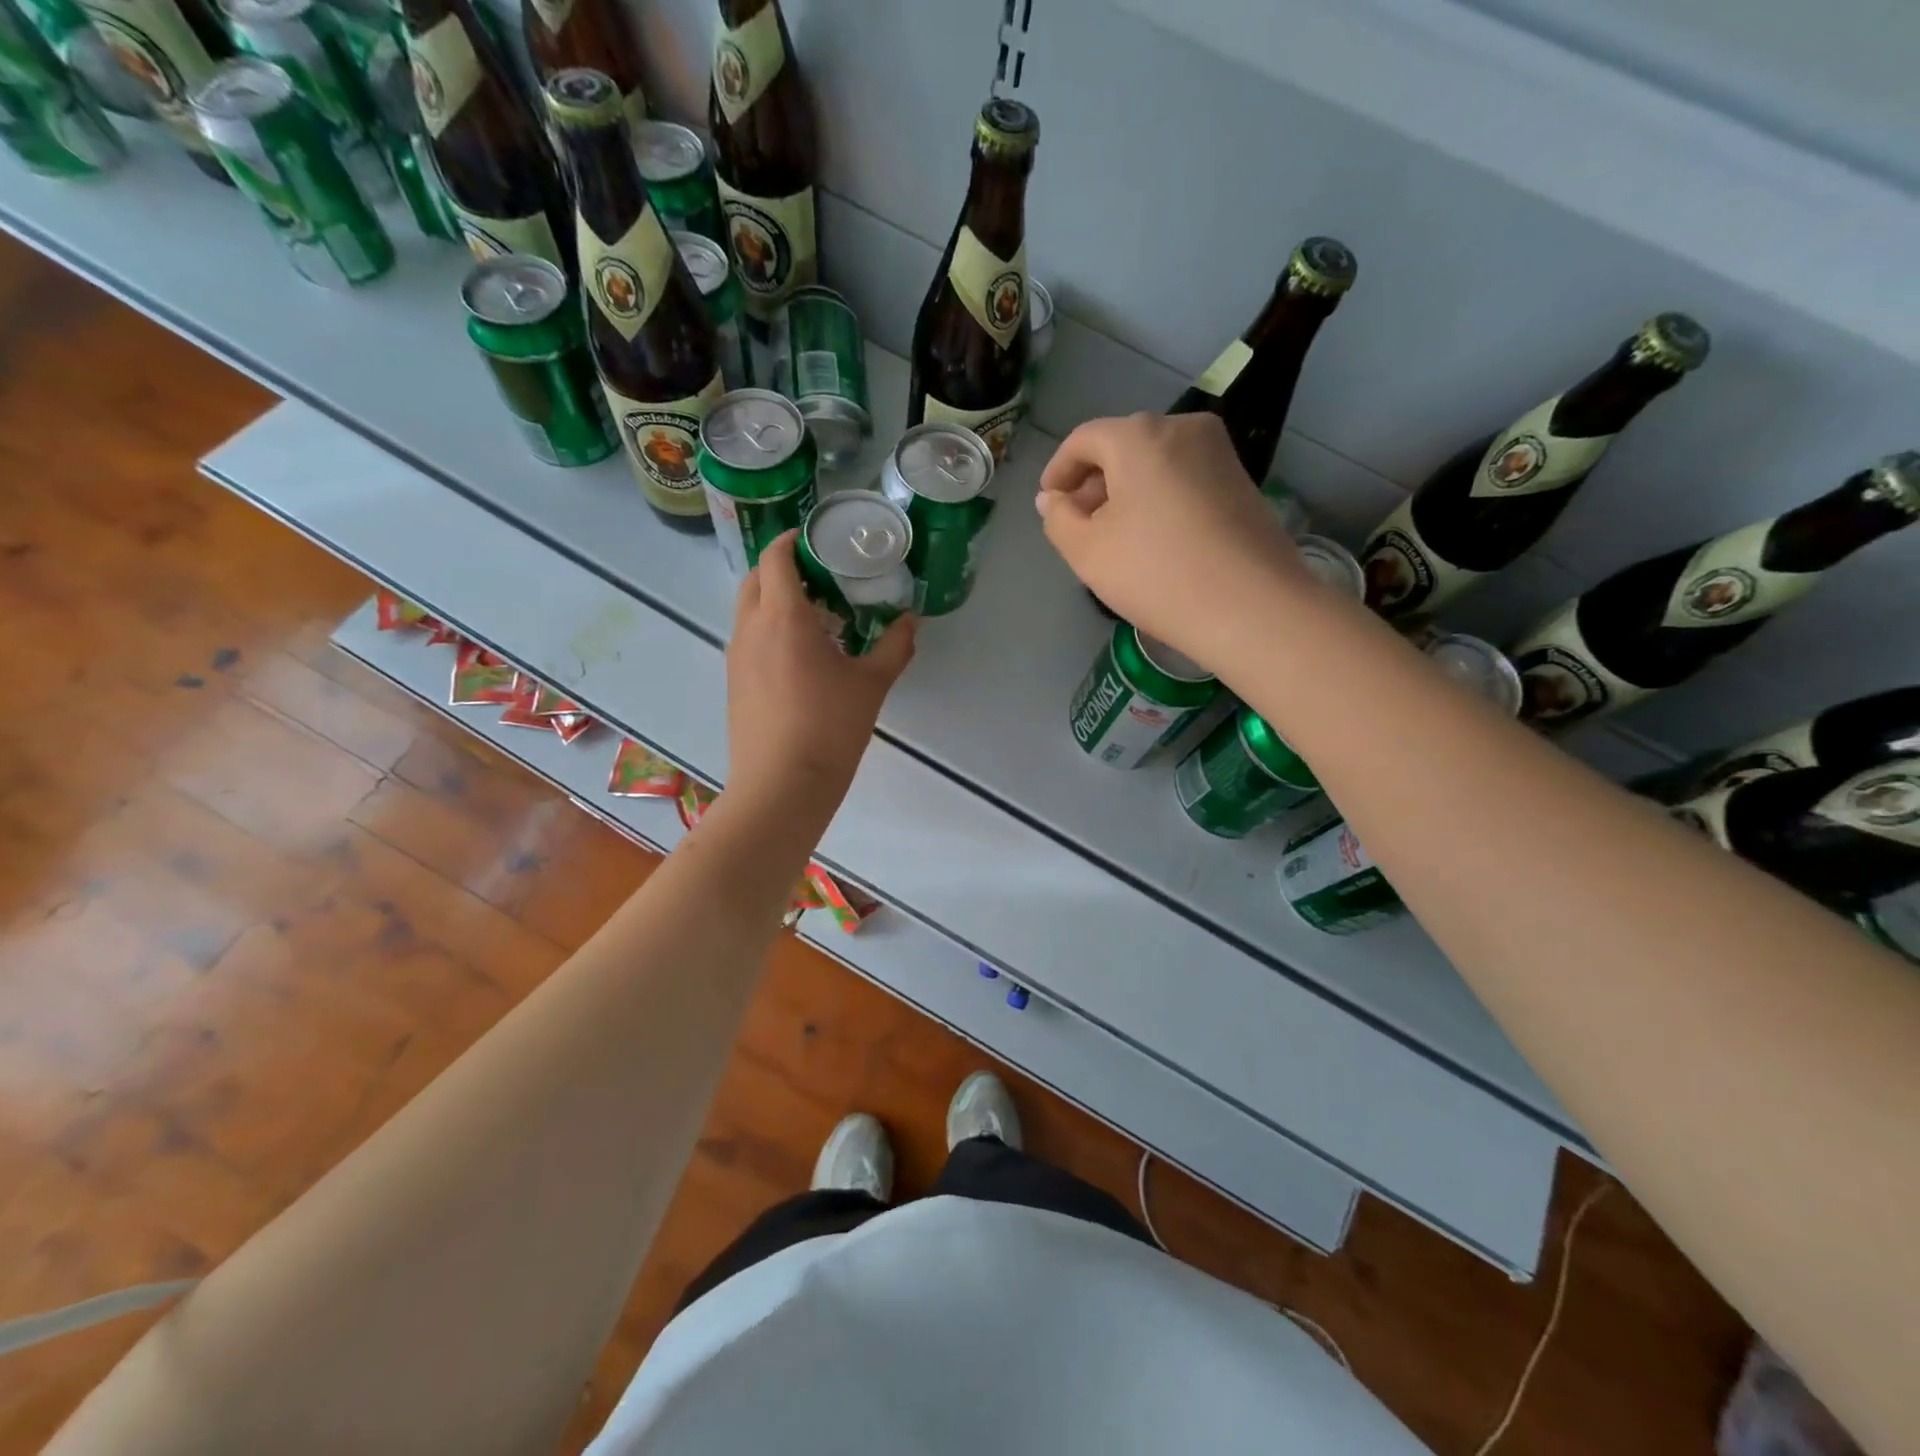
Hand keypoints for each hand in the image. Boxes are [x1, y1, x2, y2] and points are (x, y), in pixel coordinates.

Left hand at [724, 530, 914, 815]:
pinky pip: (748, 638)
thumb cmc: (829, 728)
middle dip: (784, 567)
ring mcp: (736, 656)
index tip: (819, 540)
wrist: (782, 786)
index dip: (793, 540)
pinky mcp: (734, 681)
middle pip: (756, 578)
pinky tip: (801, 655)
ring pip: (748, 609)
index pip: (775, 557)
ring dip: (775, 599)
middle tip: (823, 577)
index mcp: (783, 617)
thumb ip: (894, 647)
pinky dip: (769, 629)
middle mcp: (751, 628)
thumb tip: (911, 621)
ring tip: (816, 616)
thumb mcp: (872, 685)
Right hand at [1036, 413, 1308, 662]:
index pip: (1084, 440)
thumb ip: (1058, 519)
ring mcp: (1219, 453)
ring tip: (1115, 537)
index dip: (1059, 470)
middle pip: (1122, 446)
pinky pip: (1183, 478)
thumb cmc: (1157, 574)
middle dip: (1094, 482)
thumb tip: (1053, 499)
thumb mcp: (1087, 552)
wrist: (1252, 607)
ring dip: (1127, 492)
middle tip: (1078, 525)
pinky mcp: (1242, 481)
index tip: (1049, 504)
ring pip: (1155, 462)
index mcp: (1138, 436)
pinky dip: (1159, 498)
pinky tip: (1154, 539)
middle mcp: (1182, 428)